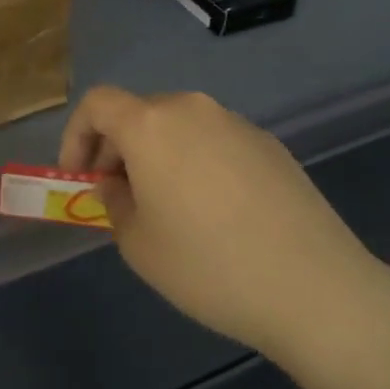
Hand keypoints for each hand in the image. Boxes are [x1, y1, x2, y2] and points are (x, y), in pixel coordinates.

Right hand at [59, 88, 389, 360]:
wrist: (313, 285)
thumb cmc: (208, 265)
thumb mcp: (139, 244)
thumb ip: (114, 203)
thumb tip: (116, 184)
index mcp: (152, 124)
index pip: (97, 103)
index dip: (76, 136)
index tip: (79, 177)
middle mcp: (193, 109)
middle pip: (139, 113)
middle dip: (117, 149)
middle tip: (117, 197)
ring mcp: (236, 123)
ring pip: (179, 127)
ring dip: (158, 156)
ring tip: (166, 208)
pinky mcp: (268, 143)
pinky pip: (214, 141)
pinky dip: (195, 162)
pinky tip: (214, 212)